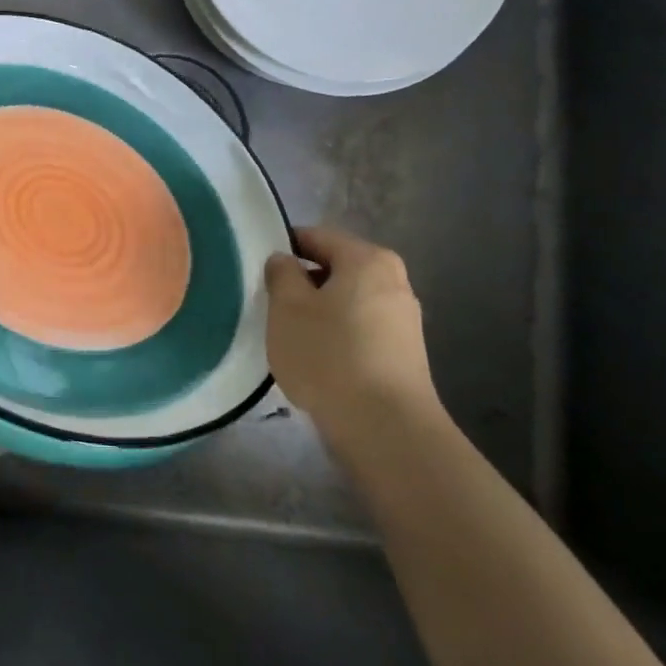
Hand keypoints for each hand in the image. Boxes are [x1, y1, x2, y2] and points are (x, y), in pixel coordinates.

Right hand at [263, 226, 436, 431]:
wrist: (385, 428)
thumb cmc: (329, 355)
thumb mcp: (287, 307)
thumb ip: (281, 274)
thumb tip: (285, 261)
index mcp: (367, 259)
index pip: (317, 237)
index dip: (284, 248)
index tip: (260, 271)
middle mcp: (394, 280)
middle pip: (336, 269)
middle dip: (304, 283)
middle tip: (273, 306)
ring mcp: (404, 319)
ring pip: (348, 301)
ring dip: (320, 312)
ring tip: (292, 338)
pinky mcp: (405, 354)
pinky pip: (361, 330)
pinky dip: (338, 336)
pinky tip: (319, 361)